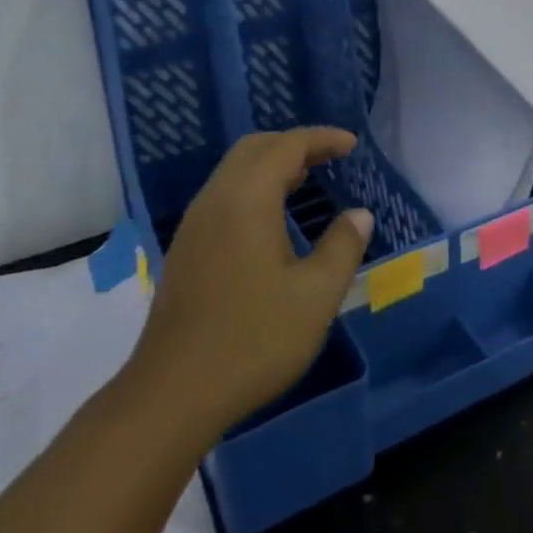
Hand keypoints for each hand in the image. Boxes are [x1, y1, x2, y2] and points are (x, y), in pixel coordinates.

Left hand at [132, 127, 371, 439]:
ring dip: (272, 164)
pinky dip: (254, 186)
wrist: (173, 393)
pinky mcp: (186, 247)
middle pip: (256, 148)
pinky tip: (271, 218)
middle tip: (330, 157)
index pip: (288, 146)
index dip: (322, 138)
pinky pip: (224, 194)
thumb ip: (343, 247)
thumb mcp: (316, 296)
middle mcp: (215, 198)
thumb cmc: (252, 340)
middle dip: (295, 144)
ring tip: (307, 180)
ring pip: (235, 170)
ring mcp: (195, 223)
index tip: (352, 145)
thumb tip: (359, 214)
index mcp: (247, 198)